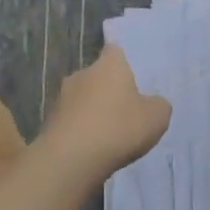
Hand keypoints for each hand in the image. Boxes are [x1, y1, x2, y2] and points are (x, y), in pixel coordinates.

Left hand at [40, 46, 171, 176]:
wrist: (71, 158)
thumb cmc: (118, 128)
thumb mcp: (156, 118)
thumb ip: (158, 105)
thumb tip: (153, 103)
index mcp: (109, 65)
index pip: (115, 51)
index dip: (124, 62)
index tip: (133, 76)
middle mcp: (82, 73)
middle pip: (98, 76)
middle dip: (109, 89)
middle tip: (126, 109)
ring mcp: (62, 97)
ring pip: (83, 98)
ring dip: (93, 111)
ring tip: (109, 133)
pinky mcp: (50, 121)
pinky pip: (72, 120)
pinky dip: (81, 129)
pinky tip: (92, 148)